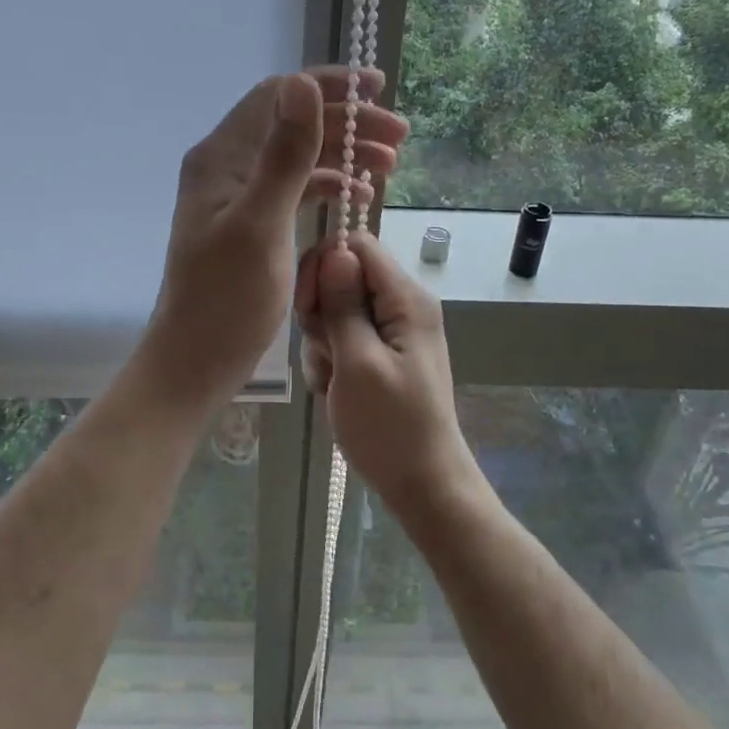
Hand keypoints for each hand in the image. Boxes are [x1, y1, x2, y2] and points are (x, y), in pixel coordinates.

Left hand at [144, 68, 407, 408]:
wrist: (198, 358)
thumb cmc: (227, 297)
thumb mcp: (261, 223)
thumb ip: (284, 155)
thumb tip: (303, 83)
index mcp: (222, 157)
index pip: (278, 96)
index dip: (327, 85)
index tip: (378, 89)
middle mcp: (229, 167)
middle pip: (294, 125)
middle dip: (347, 123)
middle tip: (399, 137)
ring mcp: (241, 196)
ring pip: (300, 158)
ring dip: (344, 154)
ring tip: (390, 164)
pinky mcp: (254, 224)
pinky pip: (297, 190)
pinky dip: (330, 186)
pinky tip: (359, 196)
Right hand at [295, 230, 476, 515]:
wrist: (421, 483)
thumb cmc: (389, 426)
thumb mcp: (358, 363)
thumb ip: (344, 305)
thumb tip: (335, 251)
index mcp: (406, 299)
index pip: (358, 246)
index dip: (325, 266)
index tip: (308, 307)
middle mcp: (403, 306)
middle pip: (344, 277)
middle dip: (322, 311)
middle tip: (323, 350)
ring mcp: (393, 332)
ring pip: (338, 311)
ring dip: (323, 342)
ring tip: (332, 379)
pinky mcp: (382, 354)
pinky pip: (345, 338)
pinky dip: (332, 360)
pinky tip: (335, 389)